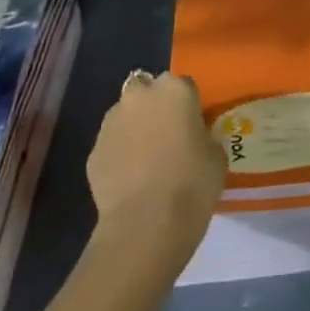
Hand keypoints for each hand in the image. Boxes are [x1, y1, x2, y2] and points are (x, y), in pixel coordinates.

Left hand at [85, 71, 224, 269]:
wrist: (145, 224)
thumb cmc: (192, 184)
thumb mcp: (216, 156)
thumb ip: (203, 136)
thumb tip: (194, 139)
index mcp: (175, 90)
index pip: (184, 86)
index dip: (189, 106)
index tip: (193, 127)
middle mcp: (140, 96)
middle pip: (147, 90)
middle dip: (154, 106)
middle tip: (166, 135)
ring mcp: (111, 122)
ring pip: (125, 115)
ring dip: (134, 128)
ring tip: (146, 160)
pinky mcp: (93, 151)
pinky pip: (112, 145)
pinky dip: (119, 155)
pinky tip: (130, 180)